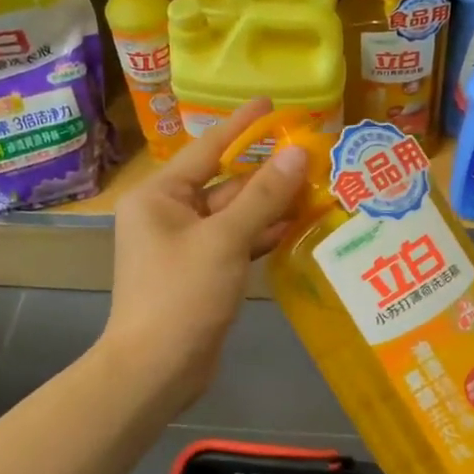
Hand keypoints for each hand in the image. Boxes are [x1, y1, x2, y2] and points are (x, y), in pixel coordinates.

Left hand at [101, 99, 309, 413]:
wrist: (156, 369)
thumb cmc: (181, 295)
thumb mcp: (225, 240)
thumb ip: (263, 196)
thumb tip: (297, 153)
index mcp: (160, 196)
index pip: (207, 148)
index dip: (242, 125)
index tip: (272, 104)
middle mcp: (169, 214)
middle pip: (225, 183)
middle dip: (267, 174)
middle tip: (313, 156)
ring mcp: (186, 246)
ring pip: (235, 216)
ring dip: (271, 207)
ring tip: (316, 188)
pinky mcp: (202, 273)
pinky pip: (236, 243)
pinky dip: (262, 237)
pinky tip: (297, 228)